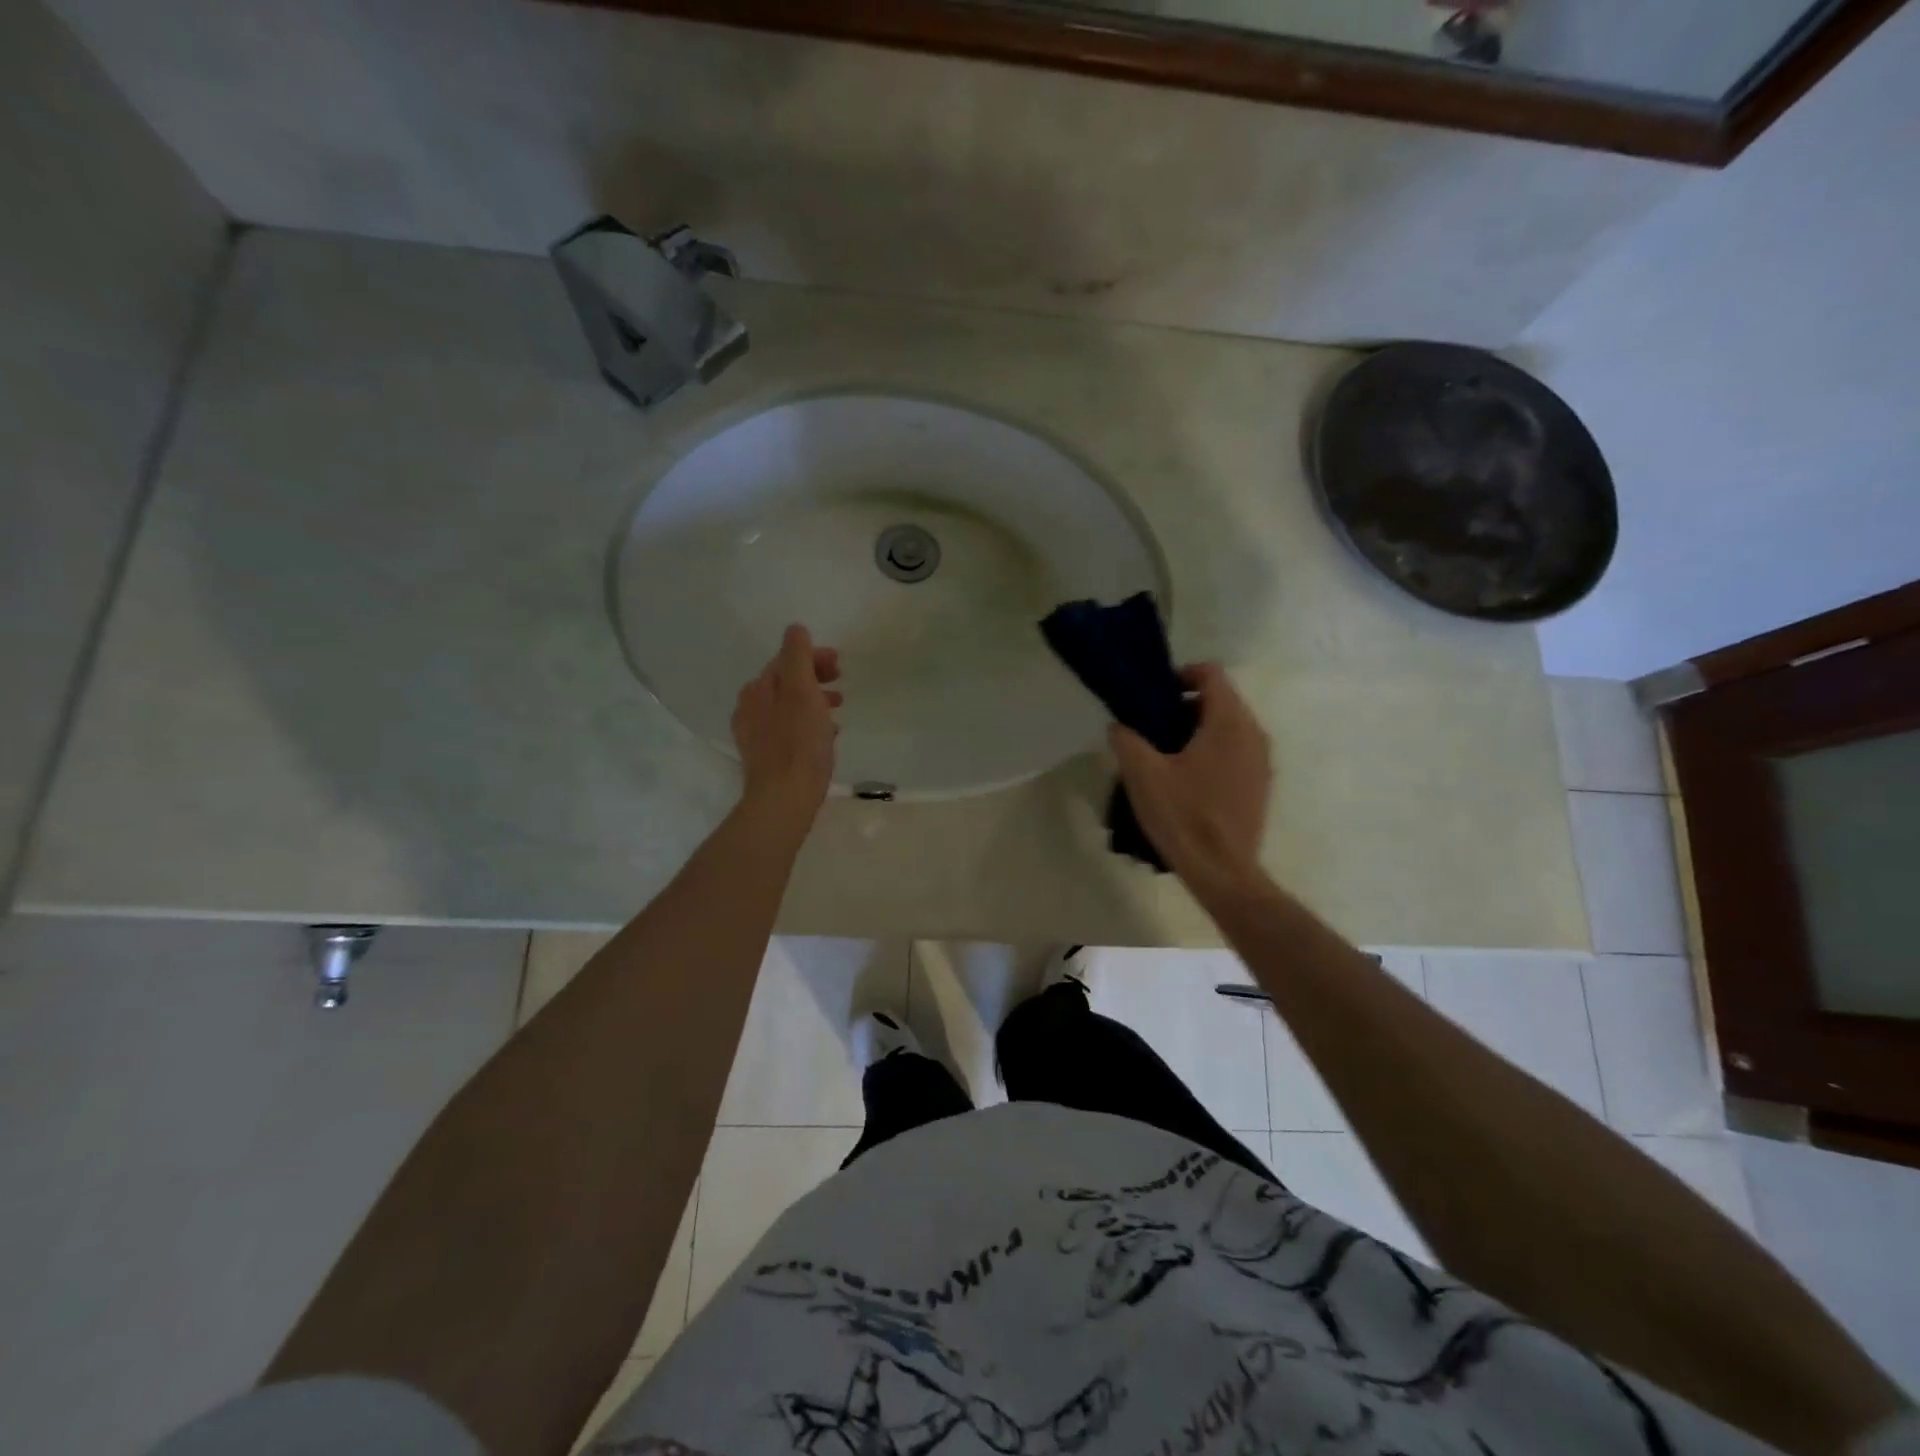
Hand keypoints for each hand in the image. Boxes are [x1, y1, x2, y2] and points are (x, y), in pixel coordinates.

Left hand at [731, 624, 841, 830]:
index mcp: (756, 690)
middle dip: (814, 680)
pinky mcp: (766, 759)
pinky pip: (789, 730)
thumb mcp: (802, 691)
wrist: (784, 799)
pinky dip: (808, 725)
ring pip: (788, 708)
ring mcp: (755, 736)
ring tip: (838, 713)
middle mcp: (749, 709)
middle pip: (785, 684)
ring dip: (813, 703)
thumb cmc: (798, 743)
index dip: (813, 657)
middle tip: (841, 685)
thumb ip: (798, 656)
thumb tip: (795, 629)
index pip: (785, 661)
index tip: (840, 665)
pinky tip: (825, 738)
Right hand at [1109, 663, 1270, 893]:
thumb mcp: (1142, 774)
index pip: (1211, 674)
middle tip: (1152, 725)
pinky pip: (1236, 751)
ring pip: (1229, 727)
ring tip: (1165, 754)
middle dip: (1185, 705)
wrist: (1223, 871)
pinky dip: (1212, 751)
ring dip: (1198, 730)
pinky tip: (1186, 779)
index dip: (1181, 674)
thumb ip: (1127, 740)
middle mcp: (1253, 734)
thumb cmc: (1183, 816)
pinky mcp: (1260, 785)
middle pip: (1221, 700)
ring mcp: (1262, 762)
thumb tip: (1120, 726)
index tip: (1154, 694)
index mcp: (1229, 723)